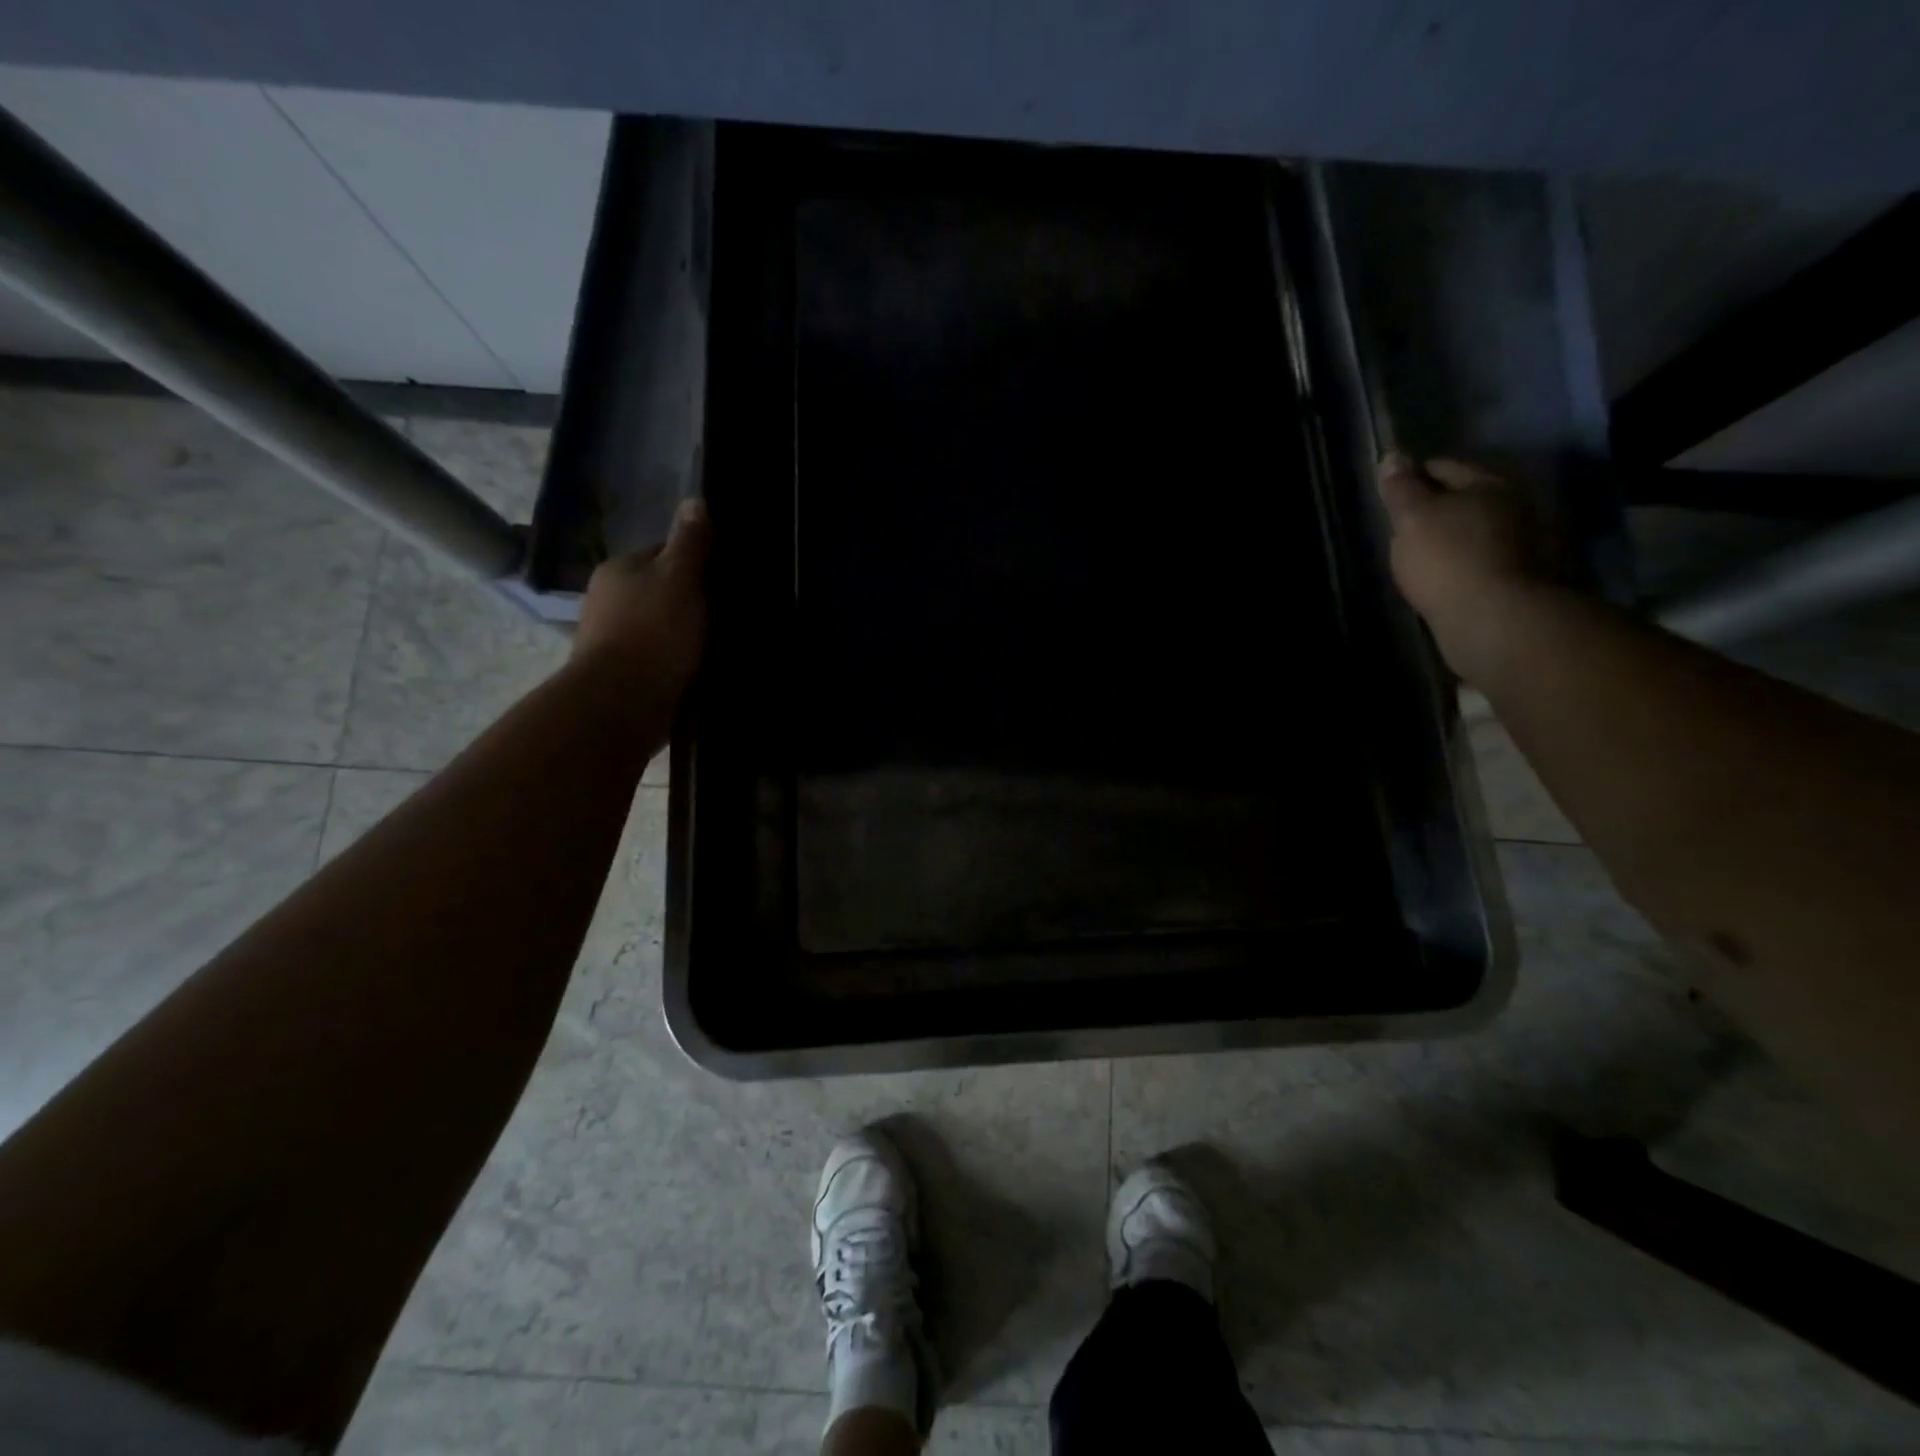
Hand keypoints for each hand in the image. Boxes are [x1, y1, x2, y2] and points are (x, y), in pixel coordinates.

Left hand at [572, 496, 711, 702]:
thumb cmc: (654, 632)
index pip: (663, 554)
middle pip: (661, 591)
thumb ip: (690, 542)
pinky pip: (657, 656)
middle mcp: (608, 599)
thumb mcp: (680, 578)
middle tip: (728, 615)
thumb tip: (696, 500)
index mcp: (620, 569)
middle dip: (690, 601)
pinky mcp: (622, 673)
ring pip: (659, 625)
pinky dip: (675, 660)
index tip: (724, 581)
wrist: (623, 702)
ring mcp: (611, 638)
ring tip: (718, 645)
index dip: (696, 564)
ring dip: (683, 634)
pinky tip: (697, 669)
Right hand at [1376, 453, 1546, 676]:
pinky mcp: (1521, 576)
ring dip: (1452, 536)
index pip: (1444, 467)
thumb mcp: (1412, 518)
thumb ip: (1400, 487)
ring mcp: (1523, 541)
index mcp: (1490, 482)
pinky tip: (1444, 576)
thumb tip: (1393, 455)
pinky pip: (1482, 558)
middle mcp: (1515, 504)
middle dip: (1437, 507)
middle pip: (1465, 497)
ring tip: (1421, 554)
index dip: (1413, 477)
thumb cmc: (1447, 558)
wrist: (1493, 618)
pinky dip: (1463, 561)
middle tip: (1403, 527)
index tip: (1390, 497)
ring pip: (1475, 528)